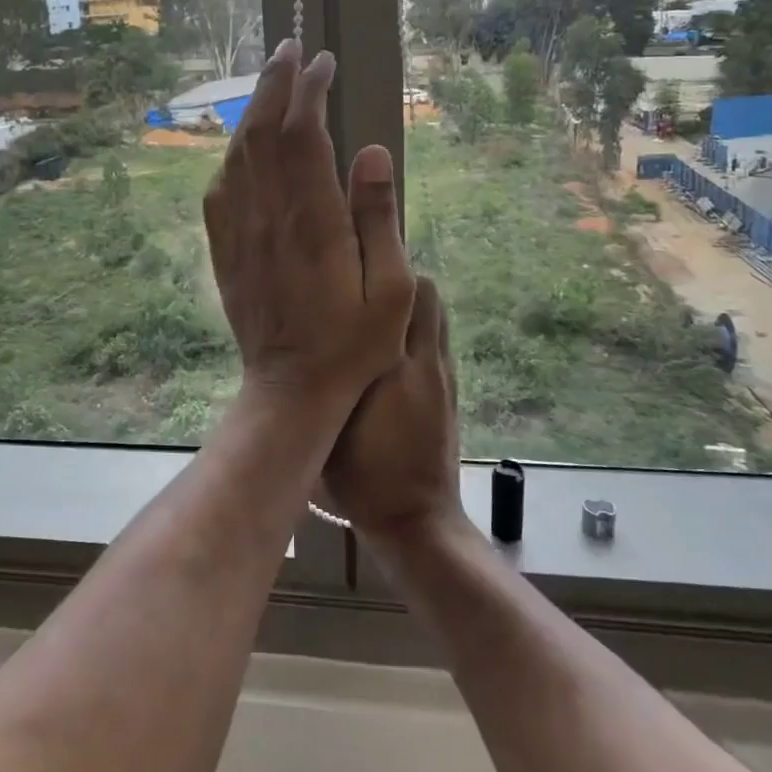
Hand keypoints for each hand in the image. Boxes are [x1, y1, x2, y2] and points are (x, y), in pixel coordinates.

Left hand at [204, 39, 415, 412]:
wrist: (290, 388)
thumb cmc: (352, 345)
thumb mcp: (391, 288)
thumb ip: (380, 216)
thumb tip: (372, 151)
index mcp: (312, 220)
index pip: (302, 134)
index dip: (310, 91)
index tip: (324, 63)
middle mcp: (268, 216)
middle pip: (262, 131)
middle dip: (275, 83)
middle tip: (290, 49)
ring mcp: (239, 232)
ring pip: (238, 153)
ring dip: (252, 111)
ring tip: (270, 82)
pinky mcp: (224, 249)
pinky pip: (222, 186)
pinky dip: (234, 152)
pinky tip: (244, 144)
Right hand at [323, 277, 463, 546]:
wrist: (414, 519)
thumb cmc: (362, 473)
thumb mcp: (331, 422)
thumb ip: (330, 374)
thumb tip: (321, 331)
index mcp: (394, 363)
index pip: (405, 292)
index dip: (381, 266)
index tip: (353, 253)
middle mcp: (425, 359)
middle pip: (426, 293)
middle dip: (398, 277)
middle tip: (360, 281)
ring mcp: (442, 374)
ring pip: (435, 314)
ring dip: (410, 302)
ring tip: (375, 308)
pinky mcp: (450, 390)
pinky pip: (437, 339)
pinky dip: (418, 327)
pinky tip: (390, 343)